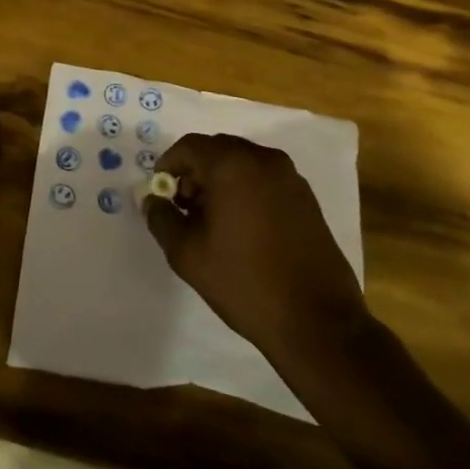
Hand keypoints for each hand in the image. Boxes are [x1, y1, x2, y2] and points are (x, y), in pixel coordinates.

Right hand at [145, 133, 366, 366]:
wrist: (316, 321)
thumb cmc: (243, 282)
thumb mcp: (187, 253)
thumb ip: (162, 218)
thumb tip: (153, 200)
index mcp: (233, 165)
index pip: (190, 147)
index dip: (168, 166)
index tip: (160, 194)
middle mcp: (264, 160)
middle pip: (217, 150)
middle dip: (195, 173)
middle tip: (183, 208)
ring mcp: (291, 178)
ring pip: (243, 163)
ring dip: (221, 181)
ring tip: (211, 222)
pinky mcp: (307, 198)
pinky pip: (265, 179)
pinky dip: (245, 190)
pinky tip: (241, 228)